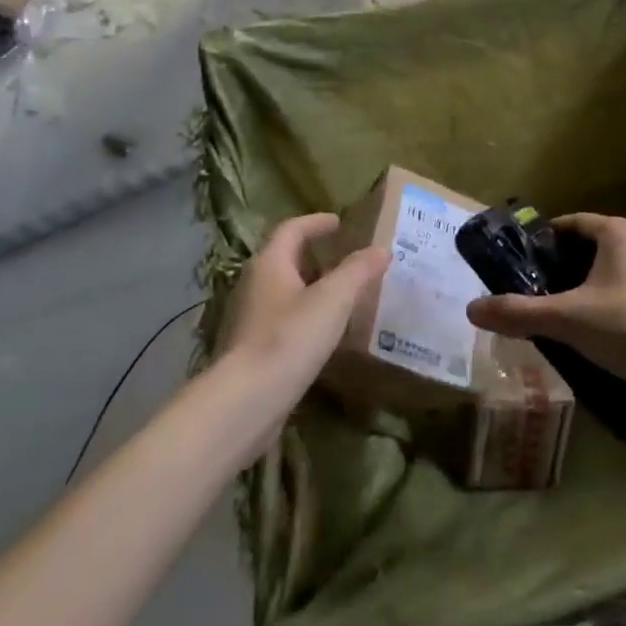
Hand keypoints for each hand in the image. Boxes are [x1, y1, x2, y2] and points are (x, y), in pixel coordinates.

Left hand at [219, 212, 388, 393]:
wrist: (245, 403)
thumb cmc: (289, 339)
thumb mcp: (333, 299)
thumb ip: (358, 271)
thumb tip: (381, 249)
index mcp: (269, 264)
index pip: (291, 229)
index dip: (316, 223)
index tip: (339, 222)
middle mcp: (253, 286)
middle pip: (284, 260)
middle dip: (314, 256)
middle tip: (345, 258)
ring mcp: (248, 320)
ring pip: (283, 292)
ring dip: (310, 288)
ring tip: (342, 296)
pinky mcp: (250, 351)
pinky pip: (281, 321)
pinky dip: (304, 317)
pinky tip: (324, 334)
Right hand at [467, 214, 625, 397]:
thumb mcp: (567, 319)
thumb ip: (519, 312)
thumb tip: (471, 309)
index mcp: (620, 231)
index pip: (572, 224)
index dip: (545, 241)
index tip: (524, 263)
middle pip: (594, 247)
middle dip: (567, 268)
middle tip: (540, 294)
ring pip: (618, 271)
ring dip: (593, 288)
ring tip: (568, 317)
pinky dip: (617, 305)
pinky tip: (606, 335)